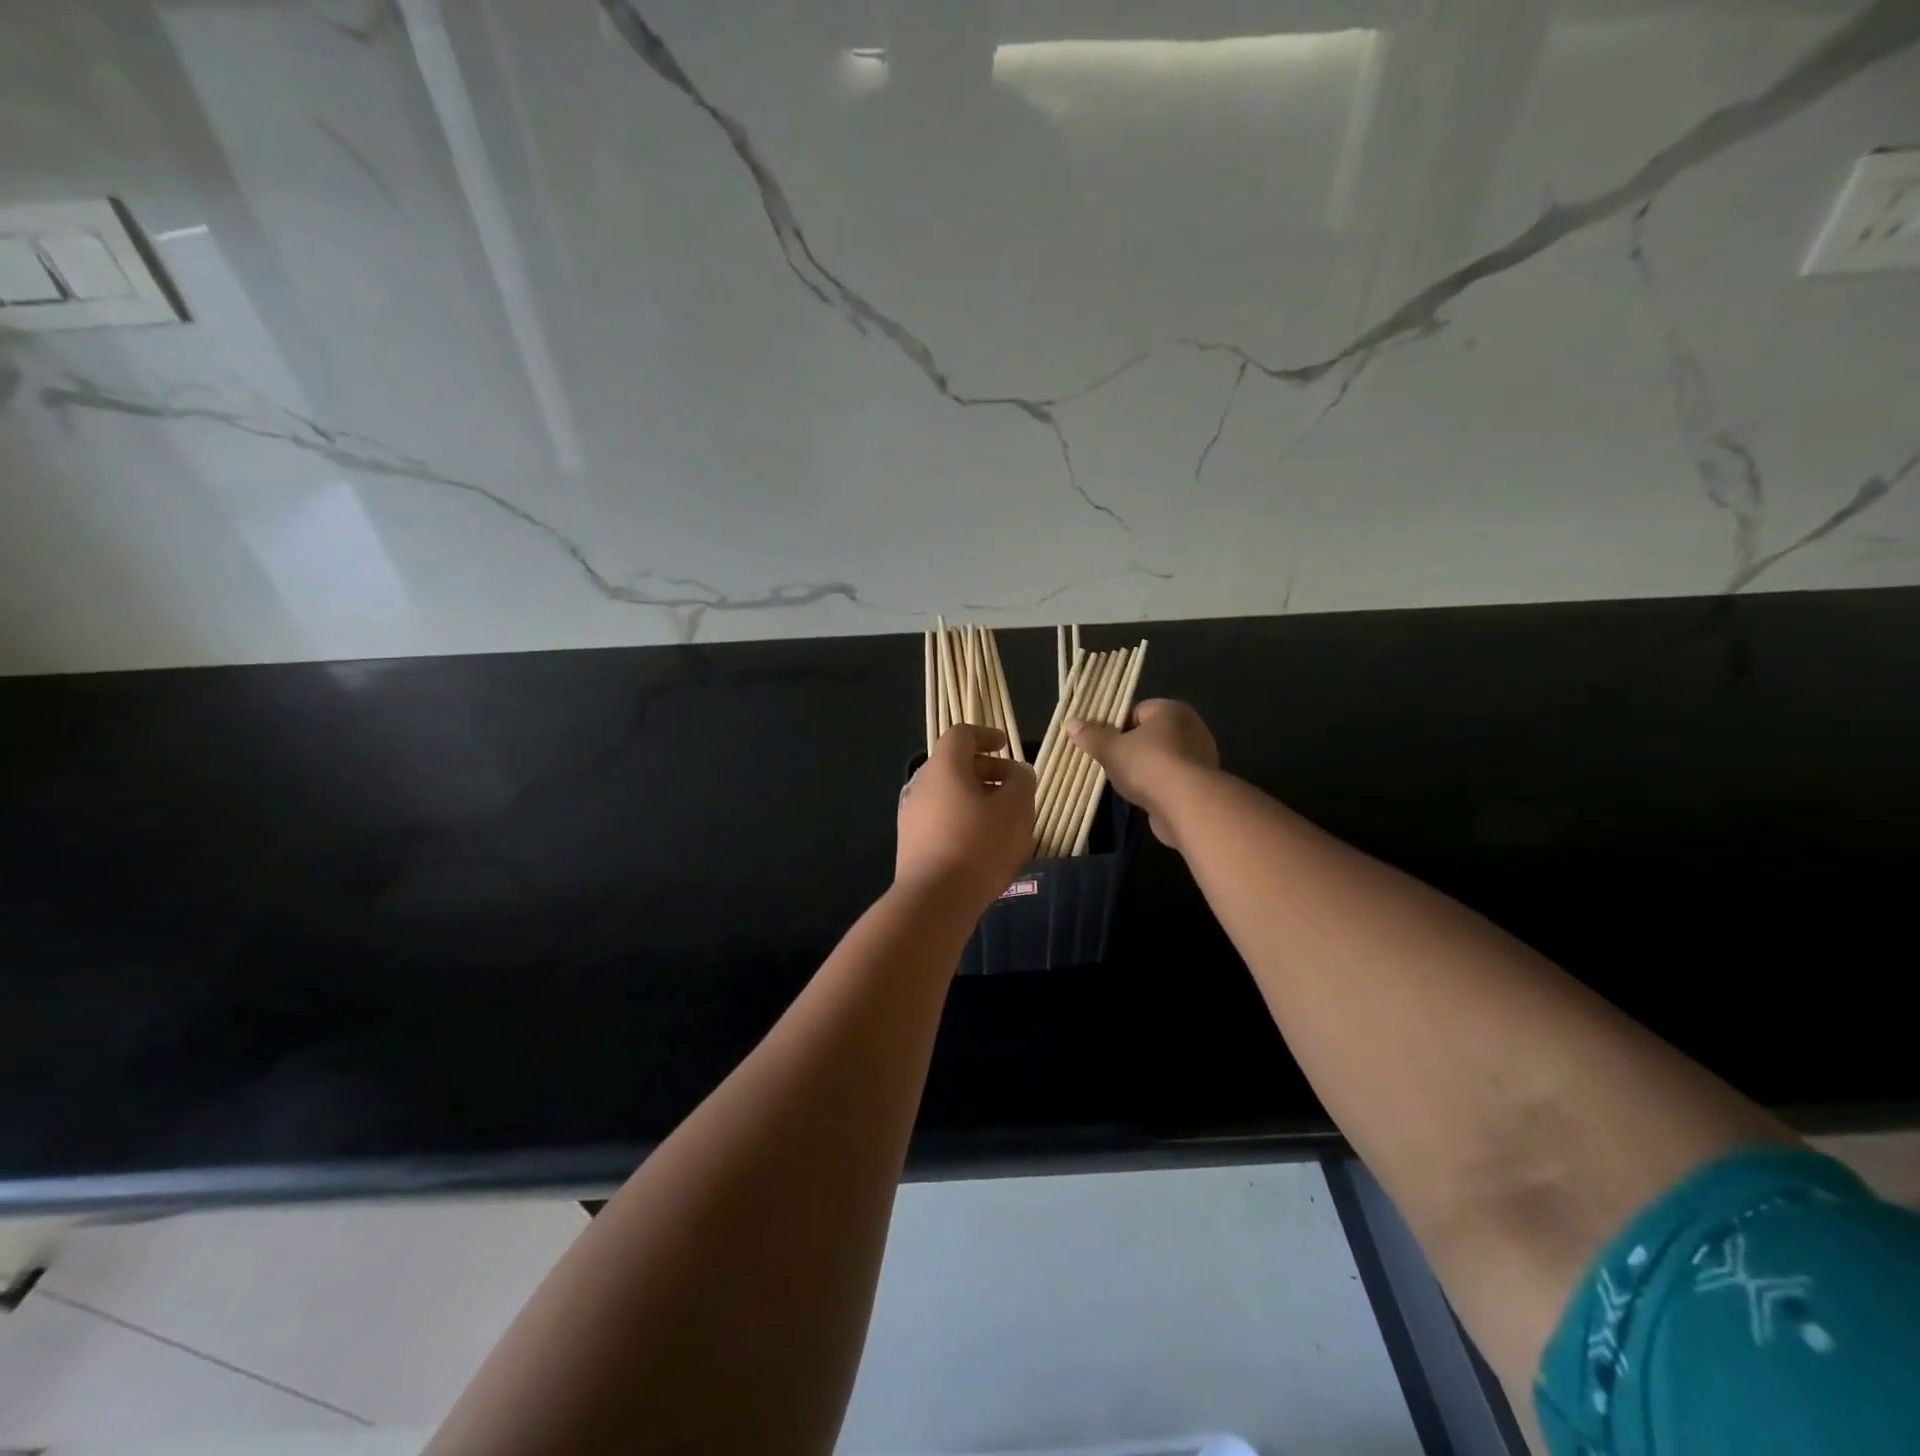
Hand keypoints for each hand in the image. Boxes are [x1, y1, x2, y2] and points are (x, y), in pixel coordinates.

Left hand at [897, 725, 1036, 908]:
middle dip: (988, 772)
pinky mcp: (911, 843)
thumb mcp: (1015, 810)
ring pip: (949, 795)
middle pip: (955, 765)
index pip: (962, 734)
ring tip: (1004, 820)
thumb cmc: (978, 845)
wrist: (934, 899)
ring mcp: (912, 815)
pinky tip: (984, 845)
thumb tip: (1018, 773)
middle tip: (1014, 789)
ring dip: (977, 799)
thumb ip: (1022, 783)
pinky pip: (941, 819)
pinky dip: (963, 820)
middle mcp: (921, 784)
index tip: (1006, 747)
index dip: (986, 736)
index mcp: (944, 767)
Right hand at [1066, 699, 1219, 849]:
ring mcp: (1200, 756)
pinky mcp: (1202, 783)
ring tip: (1124, 783)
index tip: (1102, 743)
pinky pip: (1172, 778)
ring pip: (1162, 758)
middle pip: (1150, 735)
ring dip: (1144, 769)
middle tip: (1109, 762)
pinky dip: (1158, 786)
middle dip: (1130, 748)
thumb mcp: (1111, 750)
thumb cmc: (1148, 765)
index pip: (1137, 711)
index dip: (1116, 726)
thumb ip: (1091, 736)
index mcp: (1171, 710)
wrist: (1187, 805)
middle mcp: (1191, 727)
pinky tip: (1144, 797)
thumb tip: (1070, 723)